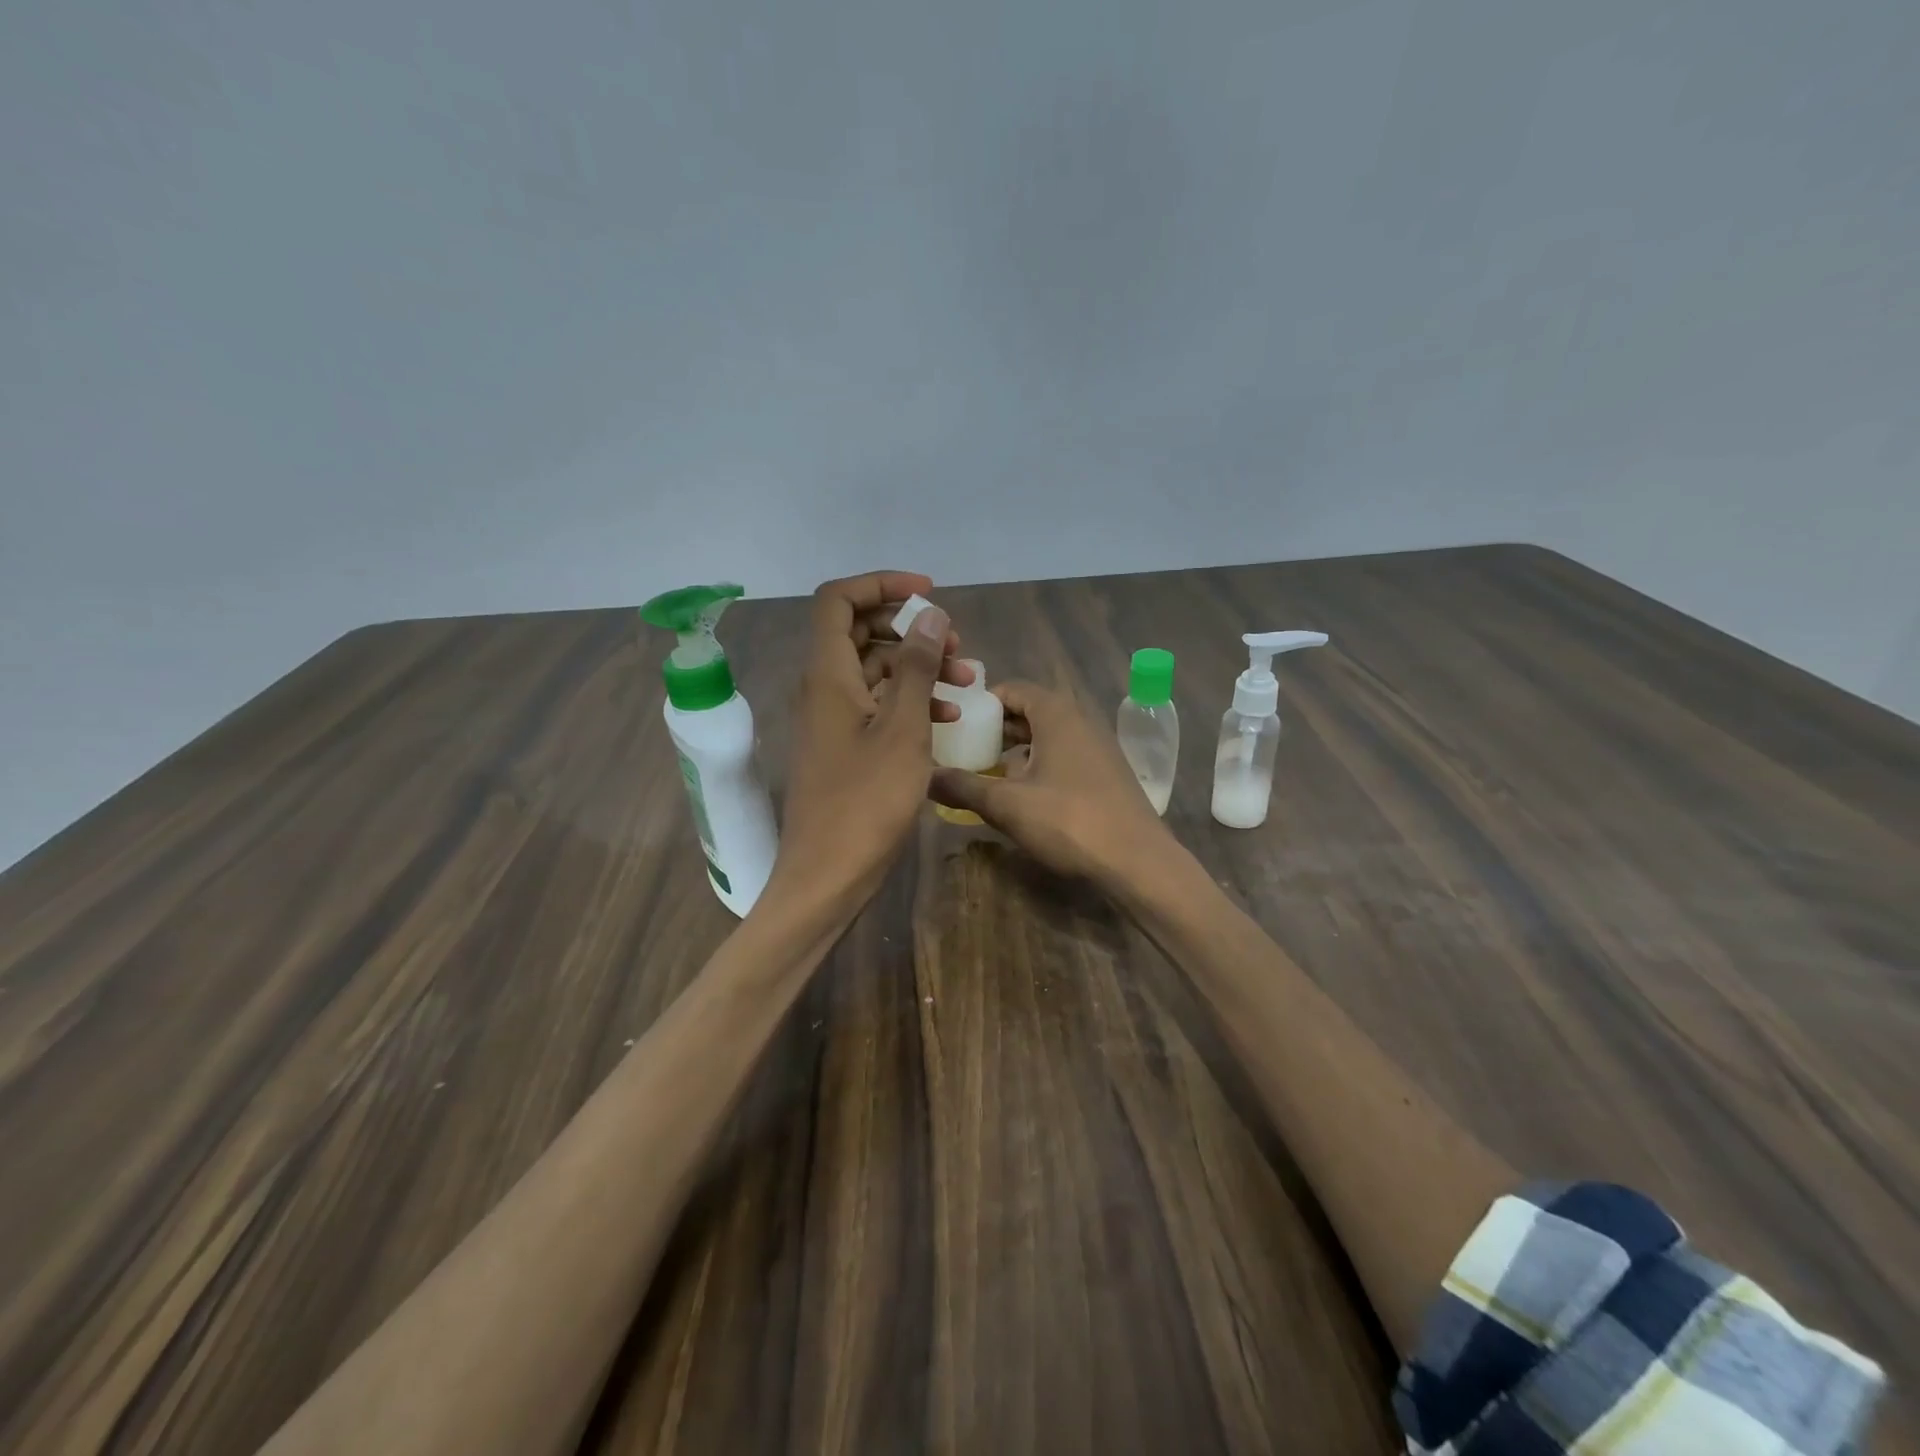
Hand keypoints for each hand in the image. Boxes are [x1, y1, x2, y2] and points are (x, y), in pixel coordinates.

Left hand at [769, 571, 970, 910]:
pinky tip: (948, 719)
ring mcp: (832, 720)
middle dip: (910, 630)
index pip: (838, 600)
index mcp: (827, 674)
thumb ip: (915, 667)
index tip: (929, 595)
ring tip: (966, 681)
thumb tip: (930, 615)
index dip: (881, 585)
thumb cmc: (866, 802)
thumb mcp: (902, 729)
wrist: (828, 875)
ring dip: (918, 668)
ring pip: (875, 672)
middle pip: (860, 632)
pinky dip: (910, 703)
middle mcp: (823, 689)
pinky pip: (877, 707)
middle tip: (956, 645)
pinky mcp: (844, 747)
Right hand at [928, 680, 1176, 891]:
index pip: (1011, 689)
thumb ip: (963, 786)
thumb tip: (924, 776)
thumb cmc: (1069, 821)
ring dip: (1015, 751)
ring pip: (1045, 737)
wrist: (1138, 861)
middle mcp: (1079, 719)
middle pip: (1028, 712)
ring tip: (985, 775)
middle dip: (994, 730)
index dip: (980, 704)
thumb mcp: (1007, 805)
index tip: (954, 725)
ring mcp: (1096, 746)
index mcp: (1056, 713)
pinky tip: (1021, 796)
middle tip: (962, 751)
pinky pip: (1062, 757)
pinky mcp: (1105, 773)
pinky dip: (1037, 766)